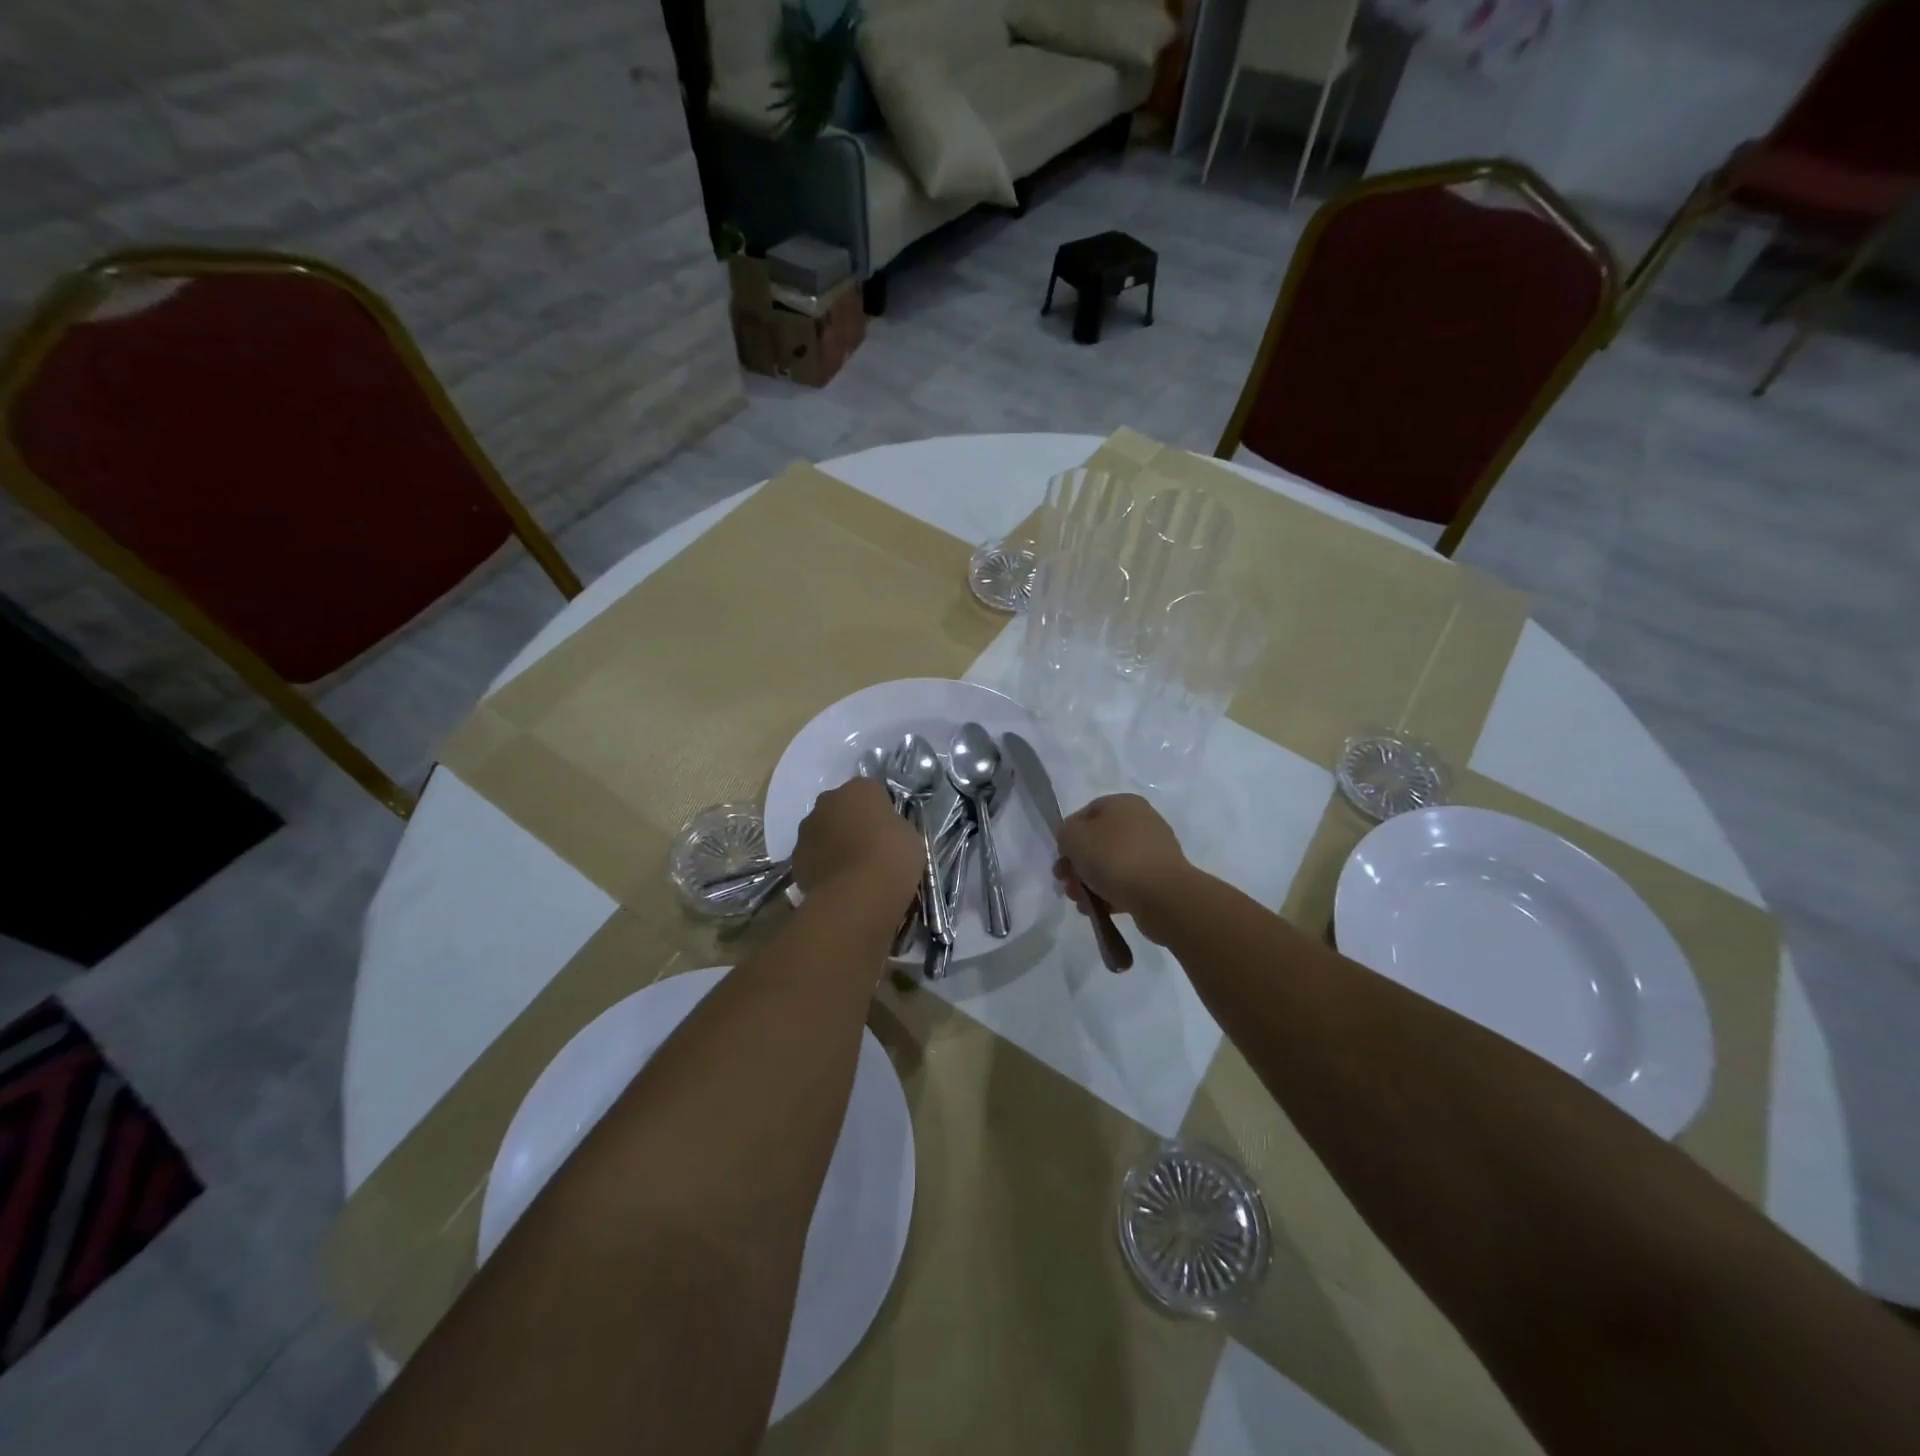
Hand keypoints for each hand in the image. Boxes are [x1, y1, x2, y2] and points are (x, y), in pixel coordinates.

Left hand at [792, 778, 922, 912]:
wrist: (857, 895)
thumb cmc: (892, 858)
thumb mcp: (910, 836)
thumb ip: (893, 826)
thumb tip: (885, 831)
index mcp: (860, 788)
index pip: (872, 791)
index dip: (881, 811)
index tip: (889, 830)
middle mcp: (828, 800)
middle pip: (841, 807)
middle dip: (851, 822)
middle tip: (869, 848)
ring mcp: (807, 829)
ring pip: (822, 831)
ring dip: (833, 843)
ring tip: (852, 870)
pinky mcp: (795, 858)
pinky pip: (812, 857)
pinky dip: (821, 866)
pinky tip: (837, 884)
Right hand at [1052, 794, 1190, 945]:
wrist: (1162, 895)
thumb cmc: (1114, 858)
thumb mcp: (1074, 837)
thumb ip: (1065, 834)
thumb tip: (1072, 842)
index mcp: (1123, 804)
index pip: (1085, 814)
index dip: (1068, 836)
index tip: (1061, 858)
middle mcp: (1141, 822)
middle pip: (1097, 842)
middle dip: (1077, 865)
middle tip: (1066, 883)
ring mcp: (1152, 851)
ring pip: (1110, 864)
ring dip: (1090, 882)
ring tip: (1081, 902)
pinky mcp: (1159, 878)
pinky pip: (1127, 882)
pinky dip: (1110, 894)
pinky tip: (1100, 909)